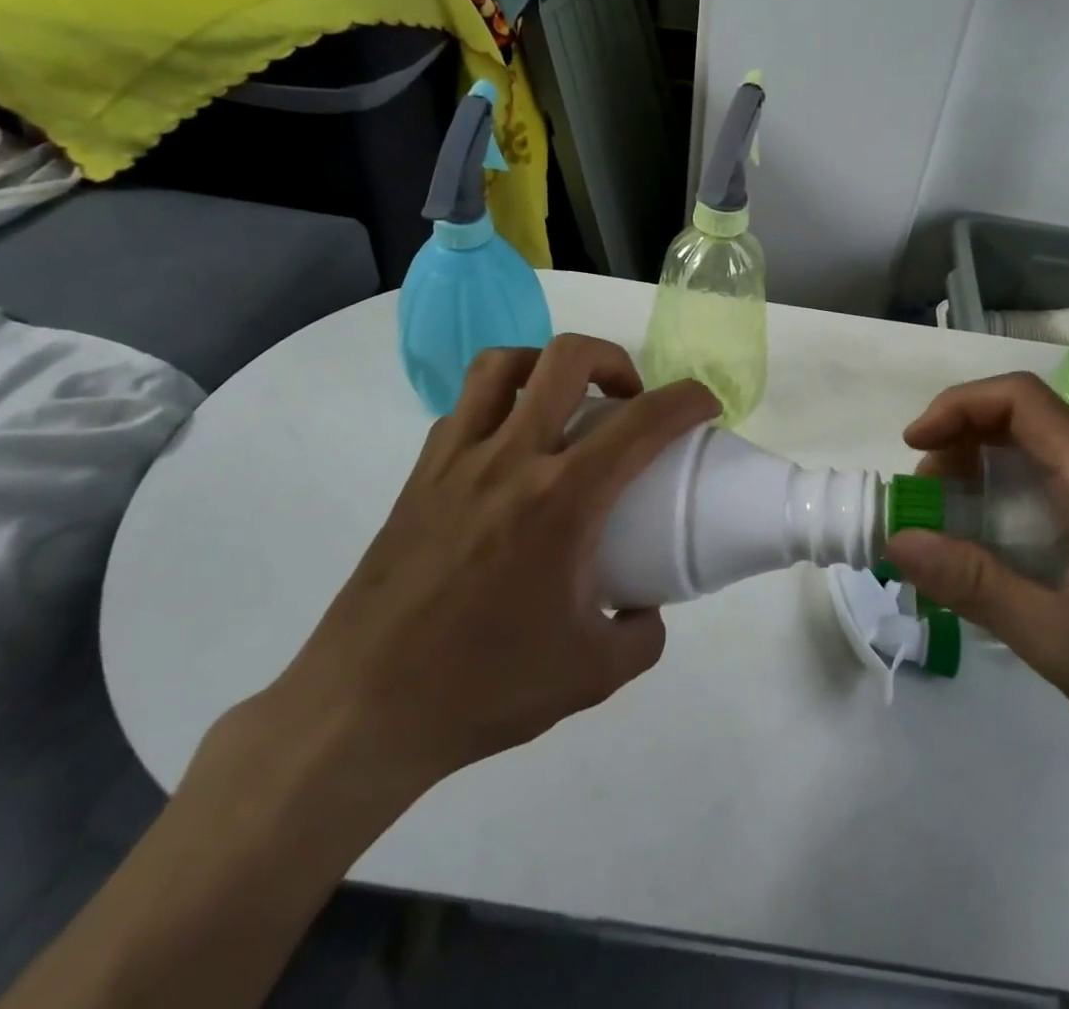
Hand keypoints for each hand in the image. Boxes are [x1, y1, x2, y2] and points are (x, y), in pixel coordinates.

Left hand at [251, 336, 720, 817]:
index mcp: (563, 500)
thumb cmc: (485, 688)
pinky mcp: (419, 475)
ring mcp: (456, 459)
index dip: (687, 400)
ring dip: (548, 366)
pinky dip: (501, 402)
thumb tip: (646, 609)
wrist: (363, 711)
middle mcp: (510, 459)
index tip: (705, 406)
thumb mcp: (594, 674)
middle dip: (616, 360)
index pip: (643, 421)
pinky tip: (510, 449)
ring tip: (565, 402)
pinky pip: (465, 407)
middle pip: (567, 358)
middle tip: (630, 399)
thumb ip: (641, 635)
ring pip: (503, 364)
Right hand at [884, 373, 1068, 794]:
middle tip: (923, 495)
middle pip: (1024, 419)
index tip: (913, 445)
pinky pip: (1052, 486)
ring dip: (979, 470)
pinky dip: (1004, 497)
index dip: (958, 407)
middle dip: (960, 441)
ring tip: (943, 518)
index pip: (1021, 399)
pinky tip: (987, 544)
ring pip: (1036, 452)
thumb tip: (896, 540)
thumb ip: (975, 585)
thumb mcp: (1059, 639)